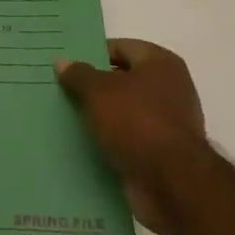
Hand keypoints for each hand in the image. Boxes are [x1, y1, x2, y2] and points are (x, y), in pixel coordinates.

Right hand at [56, 38, 213, 234]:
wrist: (173, 185)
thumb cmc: (137, 122)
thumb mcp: (99, 91)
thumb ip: (79, 75)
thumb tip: (62, 62)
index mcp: (160, 63)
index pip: (120, 48)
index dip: (92, 54)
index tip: (67, 65)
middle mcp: (170, 89)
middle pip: (123, 81)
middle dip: (95, 88)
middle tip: (62, 90)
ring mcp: (168, 124)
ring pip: (124, 113)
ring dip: (102, 118)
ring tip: (67, 118)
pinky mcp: (163, 156)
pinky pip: (129, 141)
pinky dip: (111, 143)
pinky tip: (85, 145)